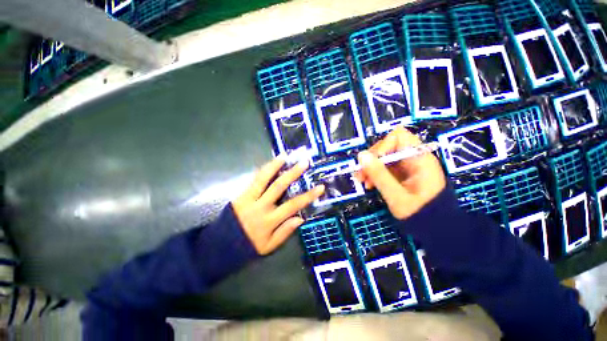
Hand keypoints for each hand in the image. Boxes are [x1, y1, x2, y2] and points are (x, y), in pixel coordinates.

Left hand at [233, 157, 324, 254]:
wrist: (220, 245)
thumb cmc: (248, 246)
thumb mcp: (269, 246)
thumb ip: (285, 231)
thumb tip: (300, 218)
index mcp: (270, 220)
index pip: (293, 205)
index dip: (308, 196)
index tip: (320, 187)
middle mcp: (261, 206)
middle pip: (279, 186)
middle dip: (293, 173)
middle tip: (303, 163)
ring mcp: (249, 198)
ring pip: (263, 178)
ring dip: (274, 165)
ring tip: (284, 155)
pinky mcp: (241, 194)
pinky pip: (253, 180)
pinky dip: (263, 170)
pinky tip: (270, 163)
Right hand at [355, 128, 445, 219]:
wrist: (436, 230)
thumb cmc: (421, 214)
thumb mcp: (397, 196)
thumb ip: (379, 175)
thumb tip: (361, 155)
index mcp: (419, 159)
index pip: (398, 137)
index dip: (382, 146)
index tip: (372, 163)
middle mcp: (413, 158)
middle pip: (387, 146)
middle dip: (371, 159)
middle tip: (360, 174)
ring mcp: (407, 166)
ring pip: (383, 157)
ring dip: (370, 167)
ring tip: (363, 182)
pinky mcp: (401, 174)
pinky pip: (384, 167)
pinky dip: (374, 174)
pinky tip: (369, 184)